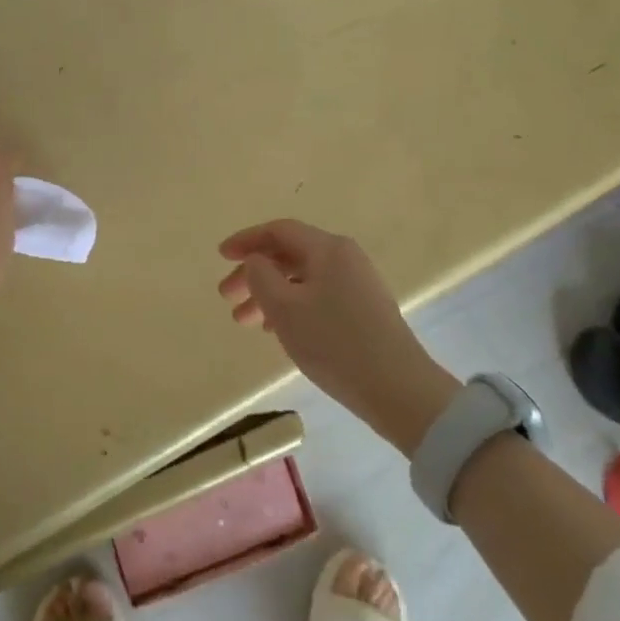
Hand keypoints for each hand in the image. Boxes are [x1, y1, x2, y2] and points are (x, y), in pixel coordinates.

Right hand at [218, 219, 460, 454]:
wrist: (398, 389)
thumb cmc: (334, 342)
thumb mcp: (284, 308)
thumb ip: (260, 276)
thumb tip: (255, 260)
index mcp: (327, 248)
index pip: (279, 231)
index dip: (246, 240)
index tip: (221, 256)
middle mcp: (345, 257)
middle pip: (289, 255)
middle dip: (254, 274)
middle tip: (227, 297)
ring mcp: (358, 284)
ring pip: (302, 279)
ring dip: (270, 295)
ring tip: (245, 322)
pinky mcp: (365, 310)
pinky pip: (318, 296)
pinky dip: (292, 306)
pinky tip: (278, 331)